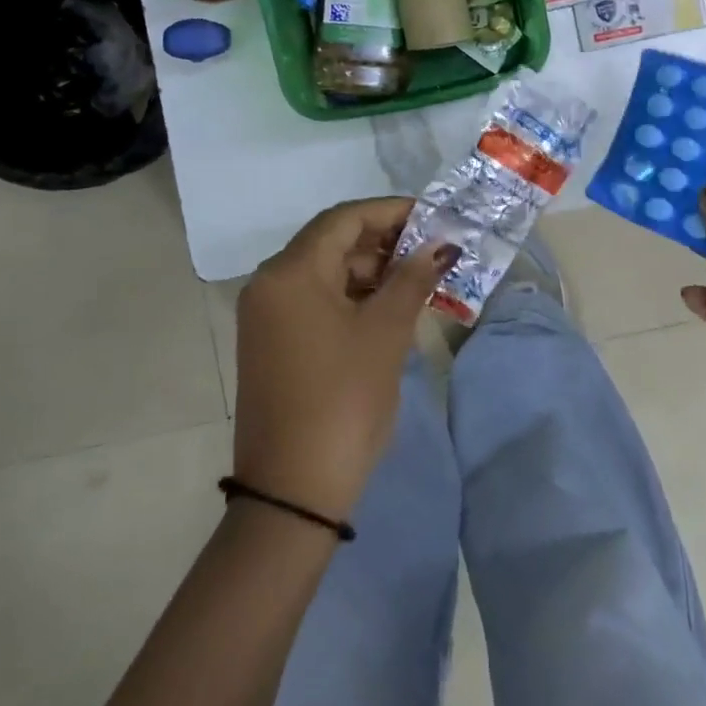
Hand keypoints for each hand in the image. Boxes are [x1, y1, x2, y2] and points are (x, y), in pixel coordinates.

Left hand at [234, 199, 457, 522]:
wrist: (292, 493)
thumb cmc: (343, 401)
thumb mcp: (385, 333)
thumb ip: (412, 278)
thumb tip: (439, 245)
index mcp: (290, 272)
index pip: (344, 219)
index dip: (391, 212)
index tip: (432, 217)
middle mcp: (269, 284)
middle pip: (331, 242)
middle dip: (383, 241)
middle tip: (430, 251)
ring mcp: (266, 315)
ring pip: (324, 272)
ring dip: (369, 270)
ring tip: (417, 280)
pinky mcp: (271, 342)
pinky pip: (315, 300)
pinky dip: (351, 297)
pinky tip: (387, 308)